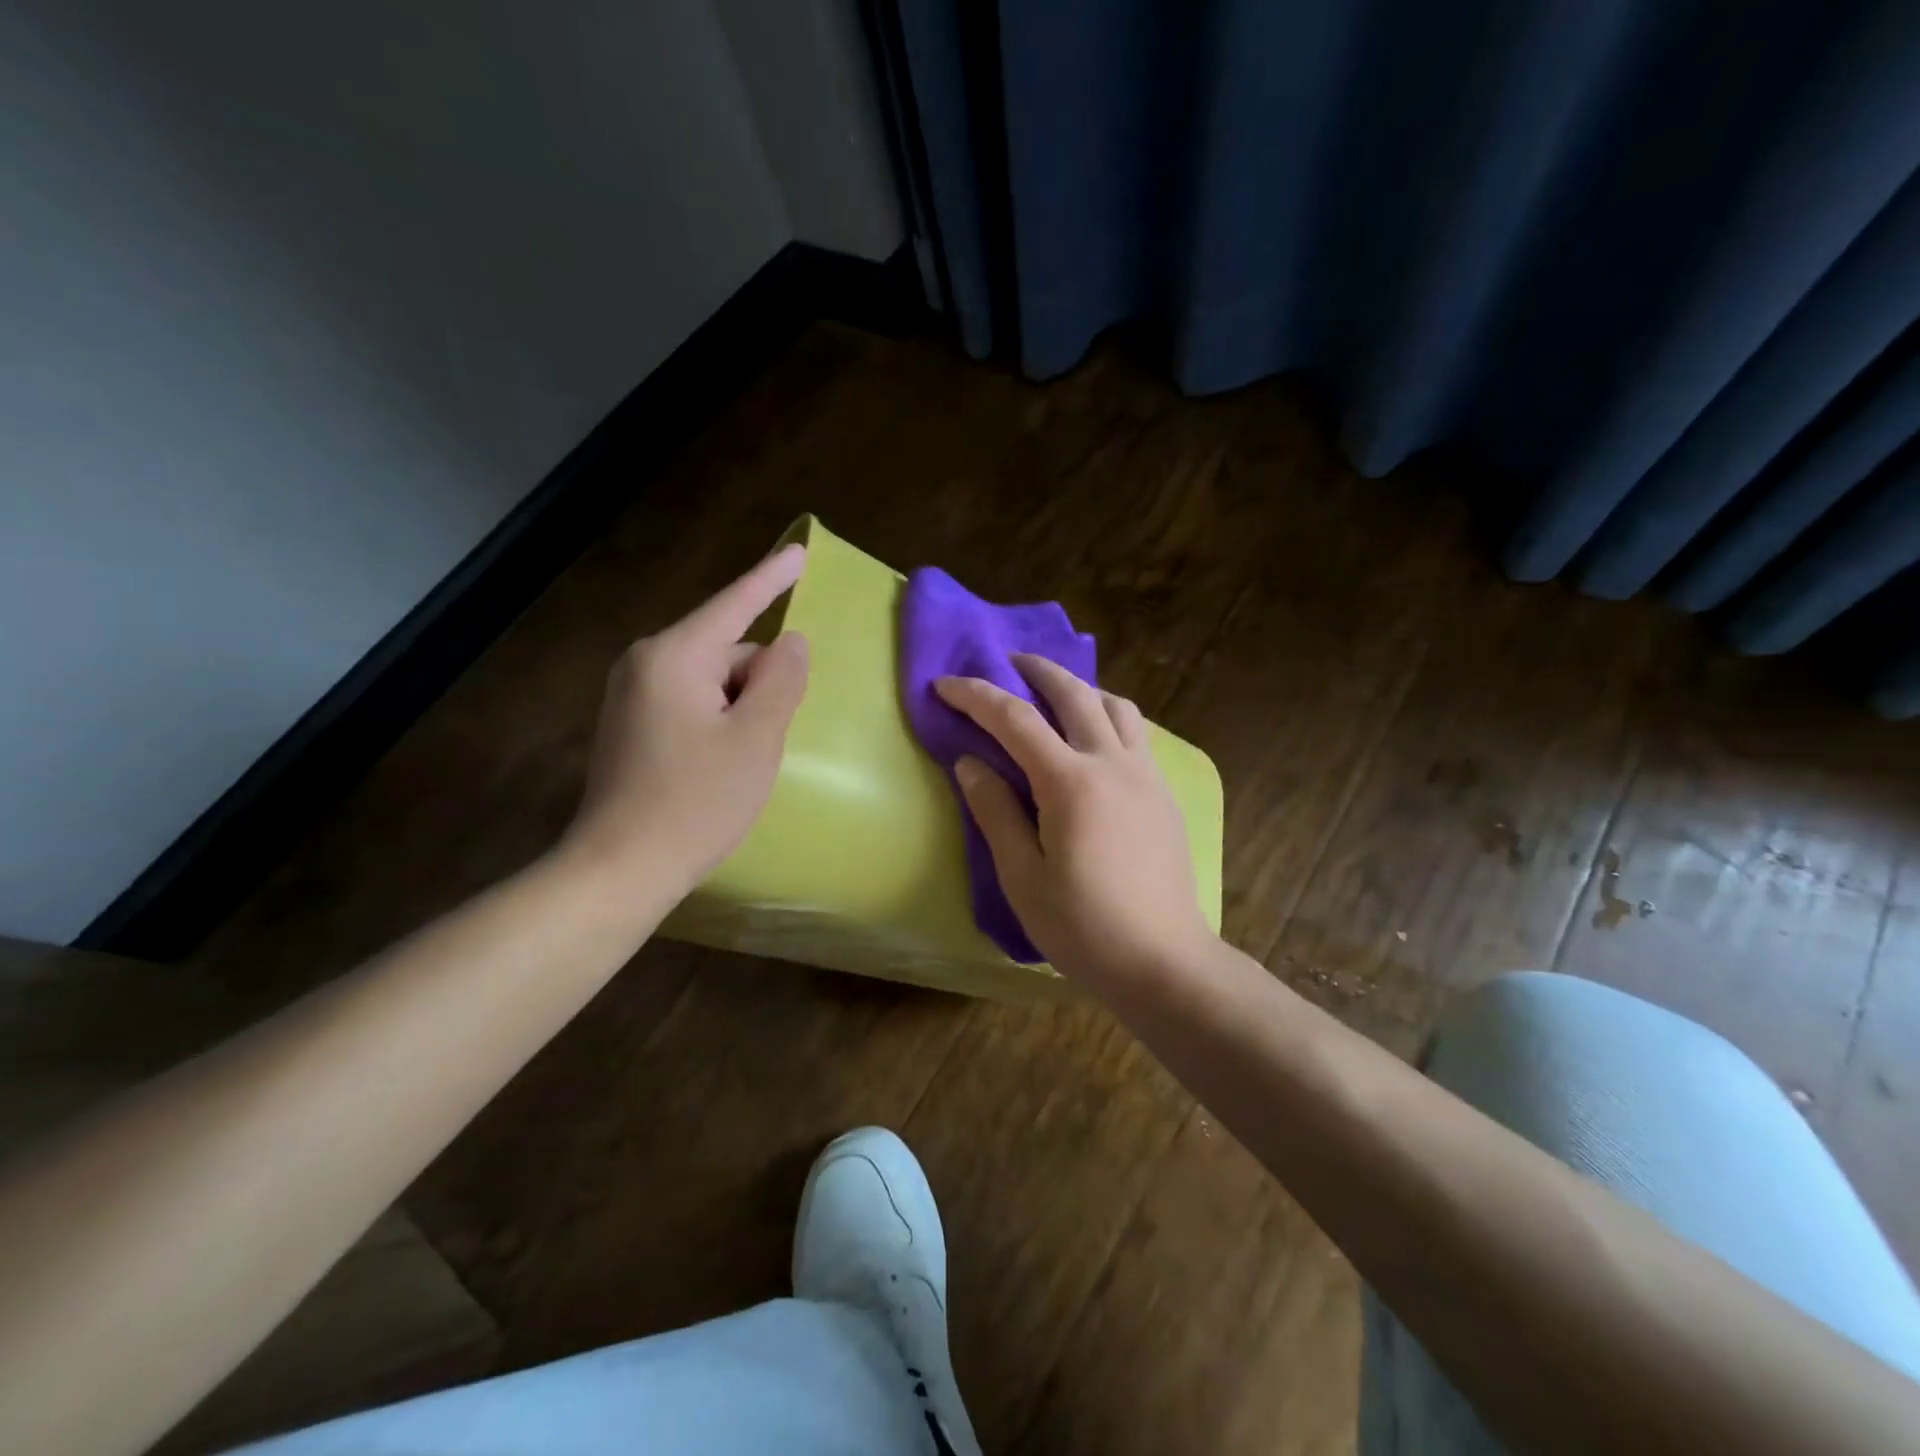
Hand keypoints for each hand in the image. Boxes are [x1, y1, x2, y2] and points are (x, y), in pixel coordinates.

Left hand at [562, 544, 808, 897]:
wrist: (619, 869)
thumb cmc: (696, 801)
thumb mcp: (756, 738)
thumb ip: (781, 681)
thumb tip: (790, 643)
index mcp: (674, 656)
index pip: (735, 605)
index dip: (772, 578)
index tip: (799, 553)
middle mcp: (645, 664)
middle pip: (728, 651)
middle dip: (760, 682)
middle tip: (767, 739)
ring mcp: (632, 696)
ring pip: (712, 682)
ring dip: (741, 708)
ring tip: (743, 762)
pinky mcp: (630, 726)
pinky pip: (692, 704)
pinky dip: (719, 722)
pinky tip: (720, 766)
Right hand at [934, 656, 1213, 984]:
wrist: (1164, 962)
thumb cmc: (1083, 927)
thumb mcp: (1022, 877)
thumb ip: (995, 812)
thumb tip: (970, 762)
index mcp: (1071, 783)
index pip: (1014, 720)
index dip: (975, 696)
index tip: (944, 684)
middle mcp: (1113, 764)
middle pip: (1074, 693)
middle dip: (1037, 671)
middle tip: (1008, 664)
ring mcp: (1146, 775)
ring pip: (1116, 706)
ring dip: (1081, 688)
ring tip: (1055, 695)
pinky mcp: (1164, 794)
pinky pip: (1136, 734)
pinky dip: (1108, 716)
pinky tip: (1094, 740)